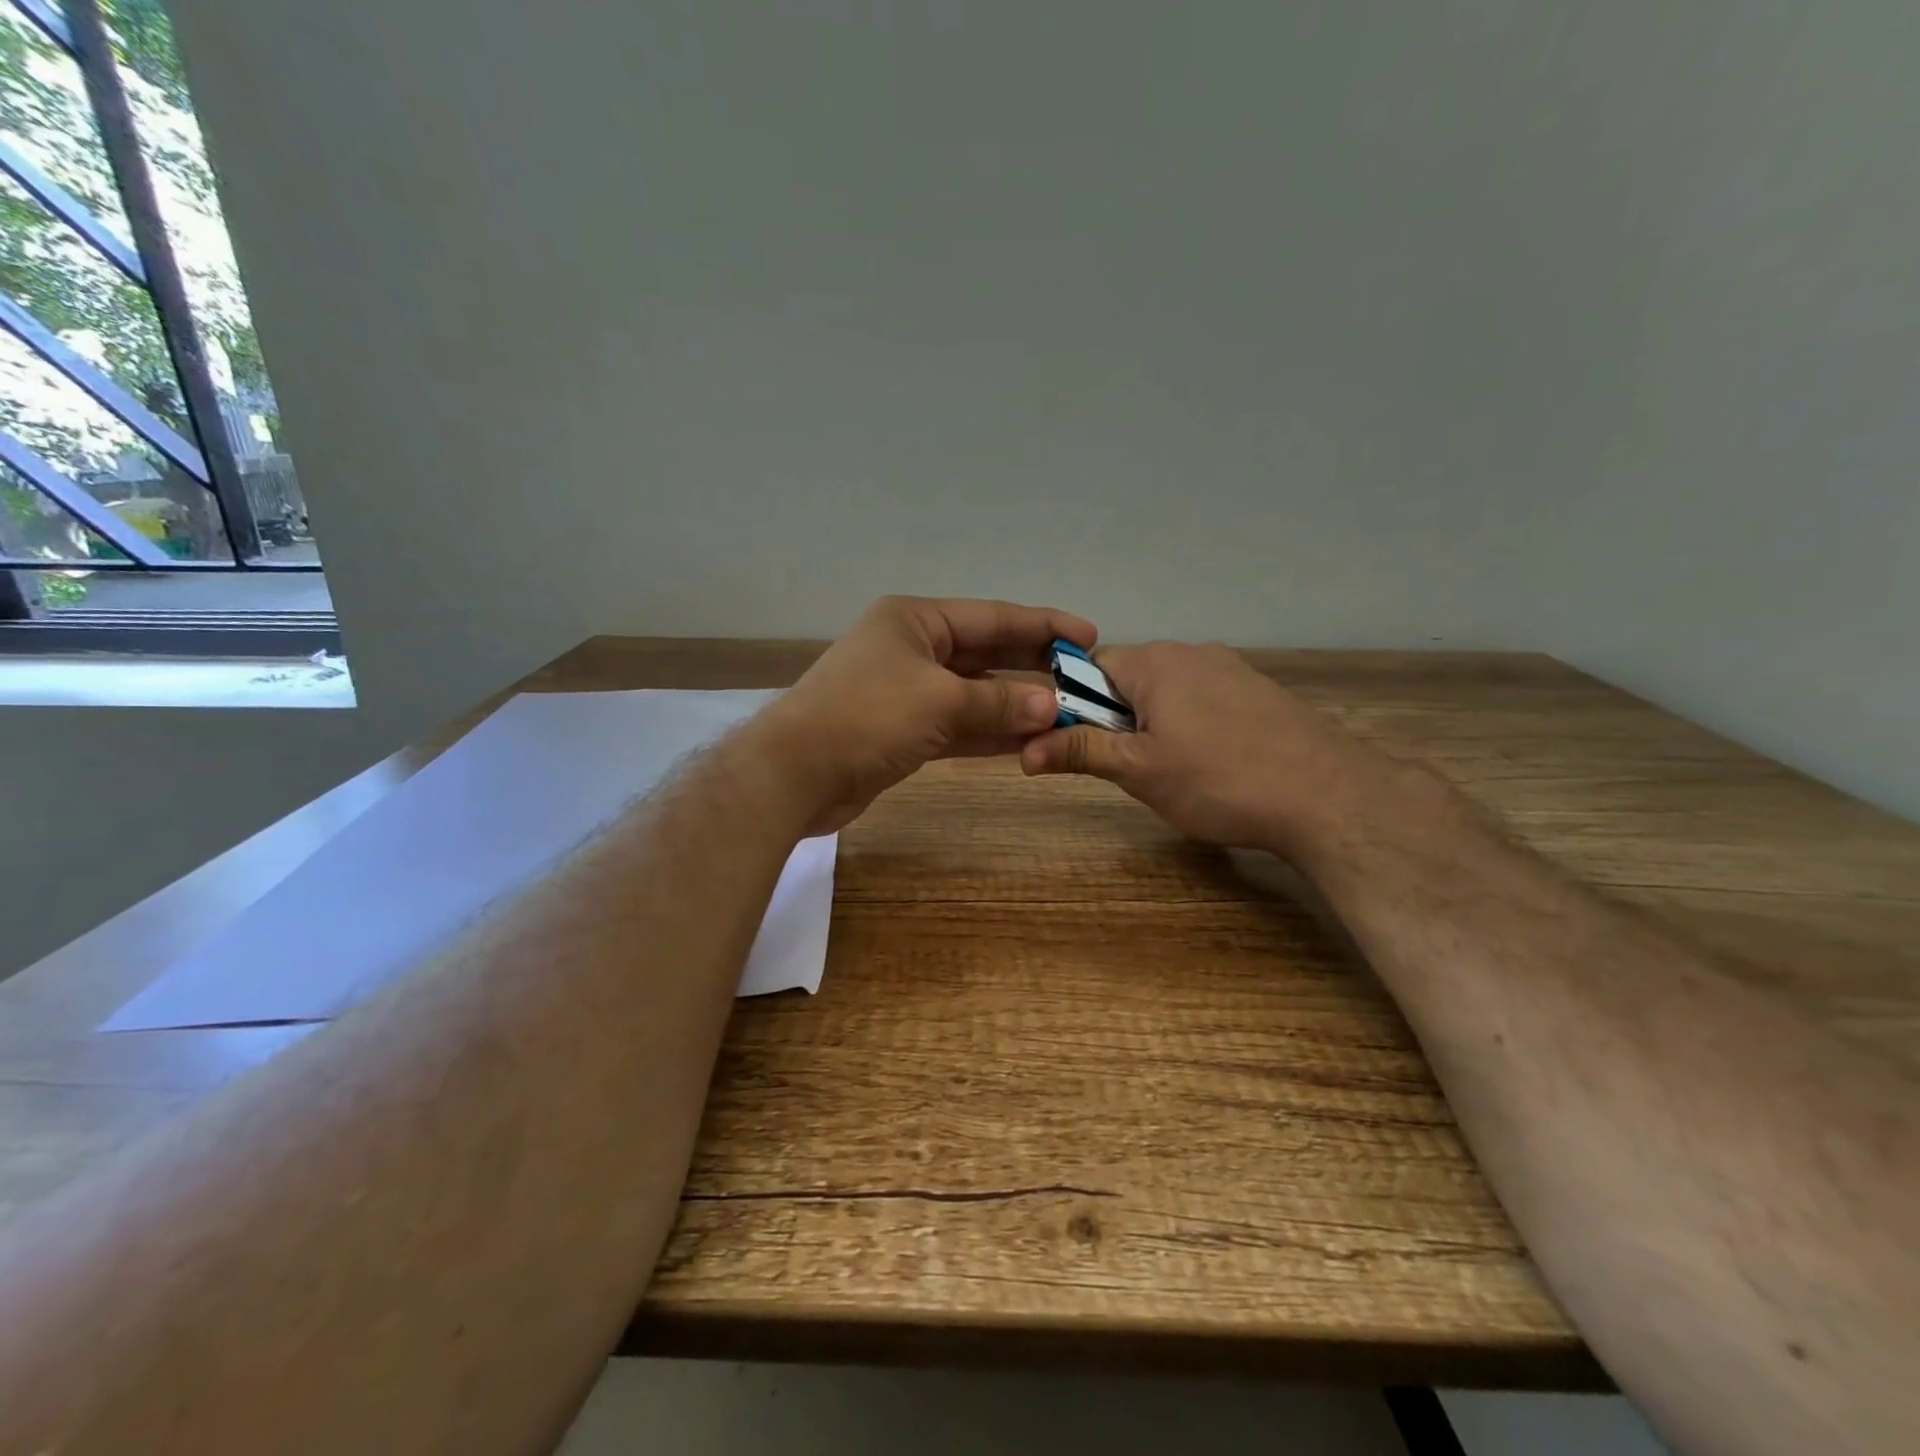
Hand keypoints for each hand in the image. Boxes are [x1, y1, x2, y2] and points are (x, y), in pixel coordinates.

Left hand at [755, 595, 1096, 834]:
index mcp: (916, 620)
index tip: (1087, 635)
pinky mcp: (903, 731)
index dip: (1042, 626)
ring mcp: (906, 692)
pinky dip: (989, 732)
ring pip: (973, 694)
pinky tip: (1028, 740)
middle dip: (1032, 666)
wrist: (795, 773)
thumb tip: (1051, 706)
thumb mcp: (940, 701)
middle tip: (1083, 677)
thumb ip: (999, 703)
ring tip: (1066, 713)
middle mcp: (912, 648)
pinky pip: (957, 725)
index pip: (992, 617)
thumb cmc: (867, 717)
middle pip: (985, 653)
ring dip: (1014, 705)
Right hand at [1020, 641, 1373, 853]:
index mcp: (1155, 662)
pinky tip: (1214, 764)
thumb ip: (1081, 751)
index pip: (1090, 667)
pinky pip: (1206, 701)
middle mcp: (1192, 652)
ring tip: (1173, 772)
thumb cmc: (1218, 779)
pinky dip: (1194, 726)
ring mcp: (1232, 669)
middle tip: (1127, 767)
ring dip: (1155, 724)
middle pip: (1130, 679)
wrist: (1327, 797)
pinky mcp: (1261, 692)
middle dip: (1117, 719)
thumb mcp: (1139, 770)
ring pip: (1169, 692)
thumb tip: (1023, 750)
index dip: (1074, 705)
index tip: (1079, 744)